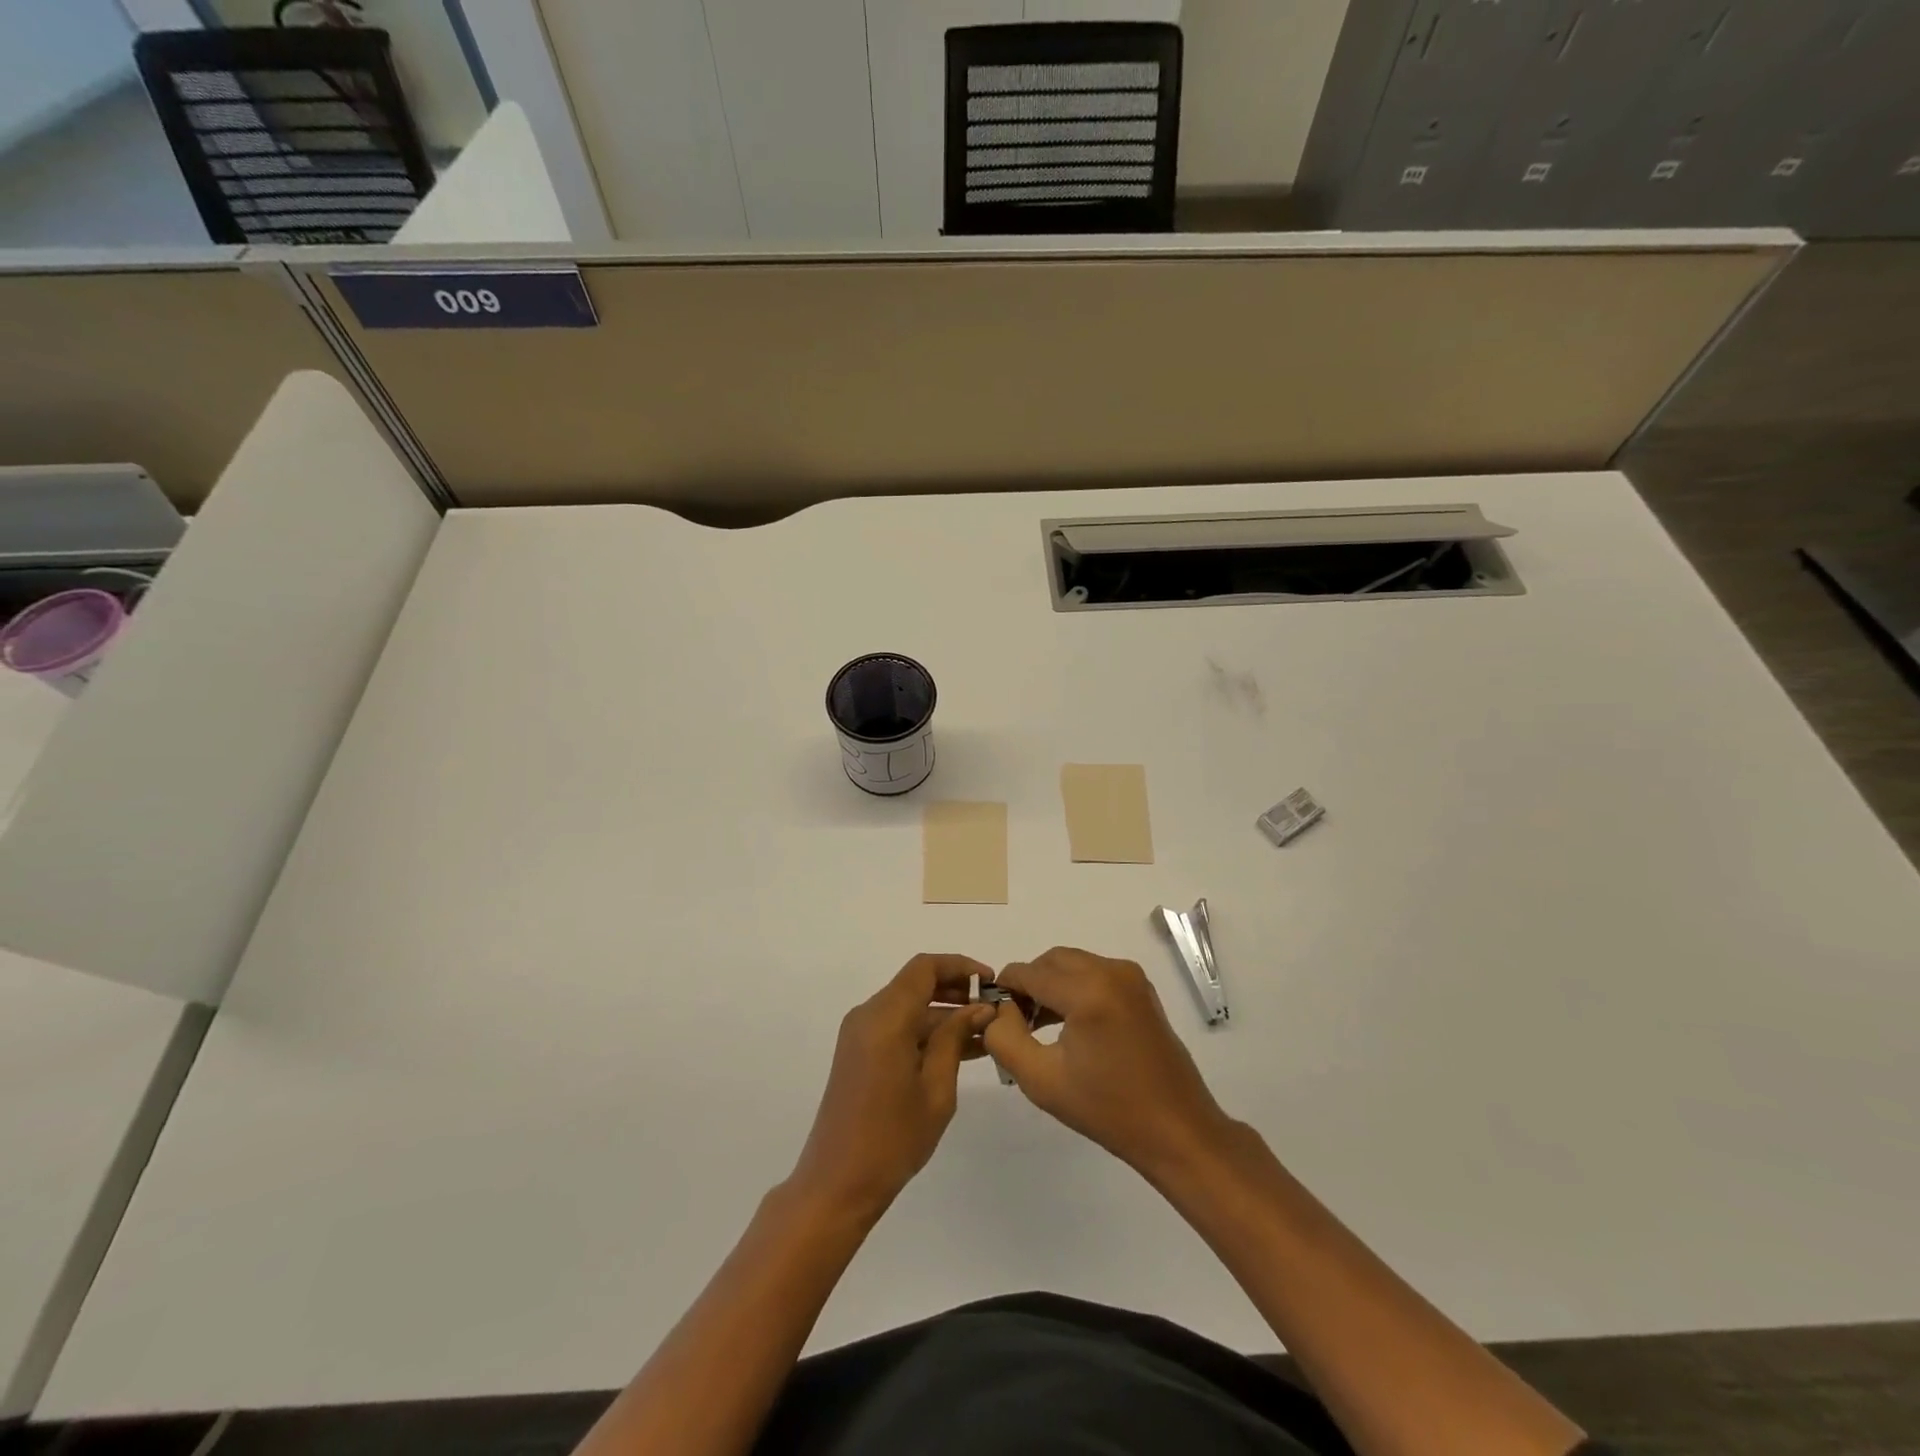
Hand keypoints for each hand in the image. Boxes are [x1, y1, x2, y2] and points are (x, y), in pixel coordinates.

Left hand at [789, 954, 996, 1220]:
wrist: (836, 1184)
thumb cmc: (892, 1139)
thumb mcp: (936, 1089)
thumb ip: (955, 1039)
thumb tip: (979, 1009)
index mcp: (885, 1017)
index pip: (925, 968)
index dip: (960, 967)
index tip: (991, 982)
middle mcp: (868, 1015)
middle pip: (916, 983)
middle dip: (956, 990)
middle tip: (994, 1009)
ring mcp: (860, 1033)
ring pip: (909, 1006)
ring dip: (944, 1013)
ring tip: (986, 1032)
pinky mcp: (859, 1052)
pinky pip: (898, 1026)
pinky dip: (927, 1030)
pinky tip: (960, 1049)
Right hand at [985, 946, 1234, 1181]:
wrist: (1176, 1129)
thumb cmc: (1107, 1109)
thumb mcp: (1041, 1080)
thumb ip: (1005, 1038)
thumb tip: (998, 1009)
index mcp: (1088, 991)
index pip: (1028, 972)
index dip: (1005, 990)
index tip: (994, 1017)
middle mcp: (1111, 971)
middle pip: (1051, 961)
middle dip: (1029, 984)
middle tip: (1016, 1023)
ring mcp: (1130, 976)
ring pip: (1072, 964)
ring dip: (1051, 985)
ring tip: (1038, 1026)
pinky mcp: (1141, 988)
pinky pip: (1094, 973)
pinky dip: (1074, 988)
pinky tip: (1069, 1025)